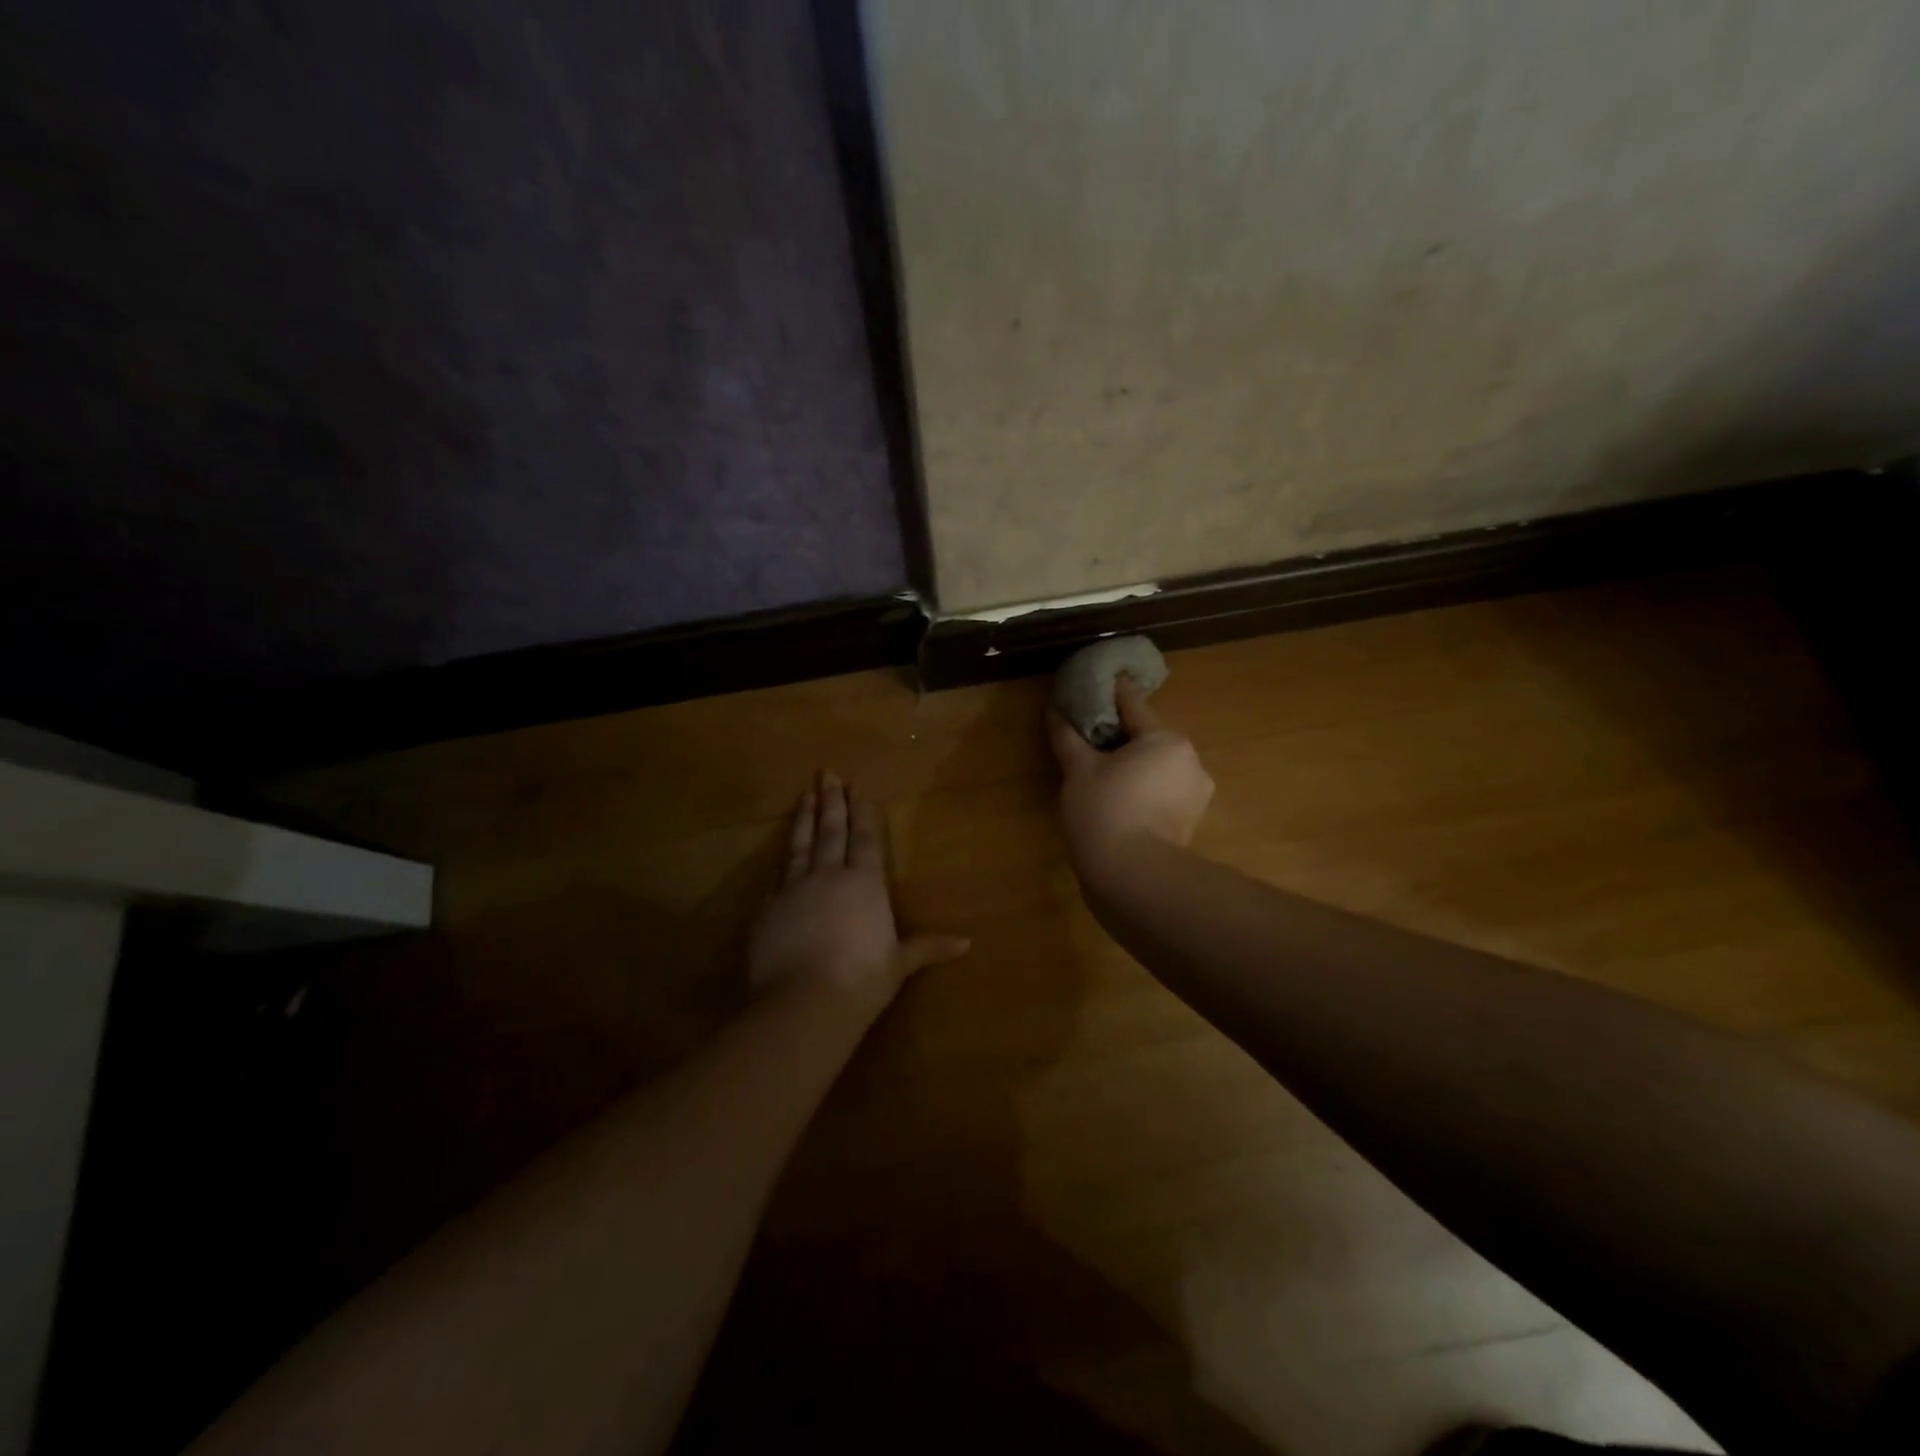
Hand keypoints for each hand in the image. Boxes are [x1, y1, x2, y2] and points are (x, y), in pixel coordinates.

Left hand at [749, 772, 970, 1017]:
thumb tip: (967, 943)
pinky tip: (782, 846)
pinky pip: (777, 871)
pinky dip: (782, 853)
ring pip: (801, 843)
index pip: (865, 838)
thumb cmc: (861, 982)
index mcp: (864, 884)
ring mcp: (794, 888)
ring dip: (805, 817)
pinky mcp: (767, 906)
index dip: (861, 811)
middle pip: (831, 830)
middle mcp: (829, 876)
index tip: (856, 787)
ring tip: (805, 794)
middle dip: (831, 800)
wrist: (803, 1003)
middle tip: (827, 773)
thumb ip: (928, 947)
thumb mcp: (899, 964)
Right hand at [1049, 674, 1214, 871]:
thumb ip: (1068, 737)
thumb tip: (1055, 711)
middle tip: (1092, 742)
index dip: (1113, 693)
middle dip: (1123, 738)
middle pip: (1149, 739)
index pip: (1134, 706)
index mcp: (1166, 739)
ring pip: (1157, 768)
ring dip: (1135, 767)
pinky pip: (1163, 794)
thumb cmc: (1105, 810)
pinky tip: (1121, 802)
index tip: (1102, 680)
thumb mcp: (1078, 769)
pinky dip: (1144, 791)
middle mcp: (1190, 760)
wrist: (1133, 876)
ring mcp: (1196, 795)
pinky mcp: (1191, 823)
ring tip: (1104, 777)